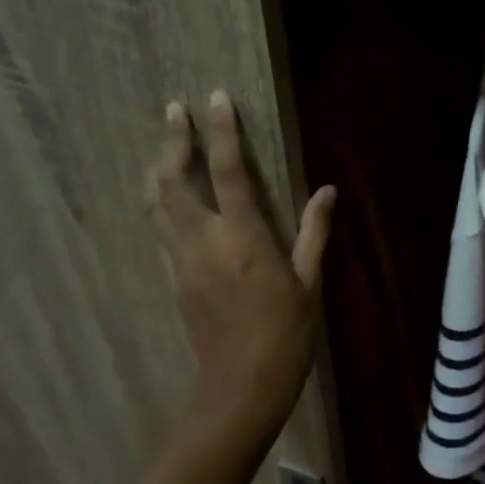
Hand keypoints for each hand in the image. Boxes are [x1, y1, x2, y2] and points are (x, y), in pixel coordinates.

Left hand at [147, 91, 333, 443]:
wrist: (241, 385)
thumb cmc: (287, 334)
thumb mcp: (310, 283)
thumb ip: (314, 232)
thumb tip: (327, 191)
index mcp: (244, 239)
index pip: (228, 172)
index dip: (222, 132)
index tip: (215, 98)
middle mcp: (205, 241)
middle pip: (175, 180)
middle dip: (173, 140)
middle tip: (175, 109)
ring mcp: (182, 260)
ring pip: (157, 202)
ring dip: (159, 167)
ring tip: (165, 143)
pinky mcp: (173, 278)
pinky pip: (160, 229)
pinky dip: (160, 202)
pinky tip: (165, 194)